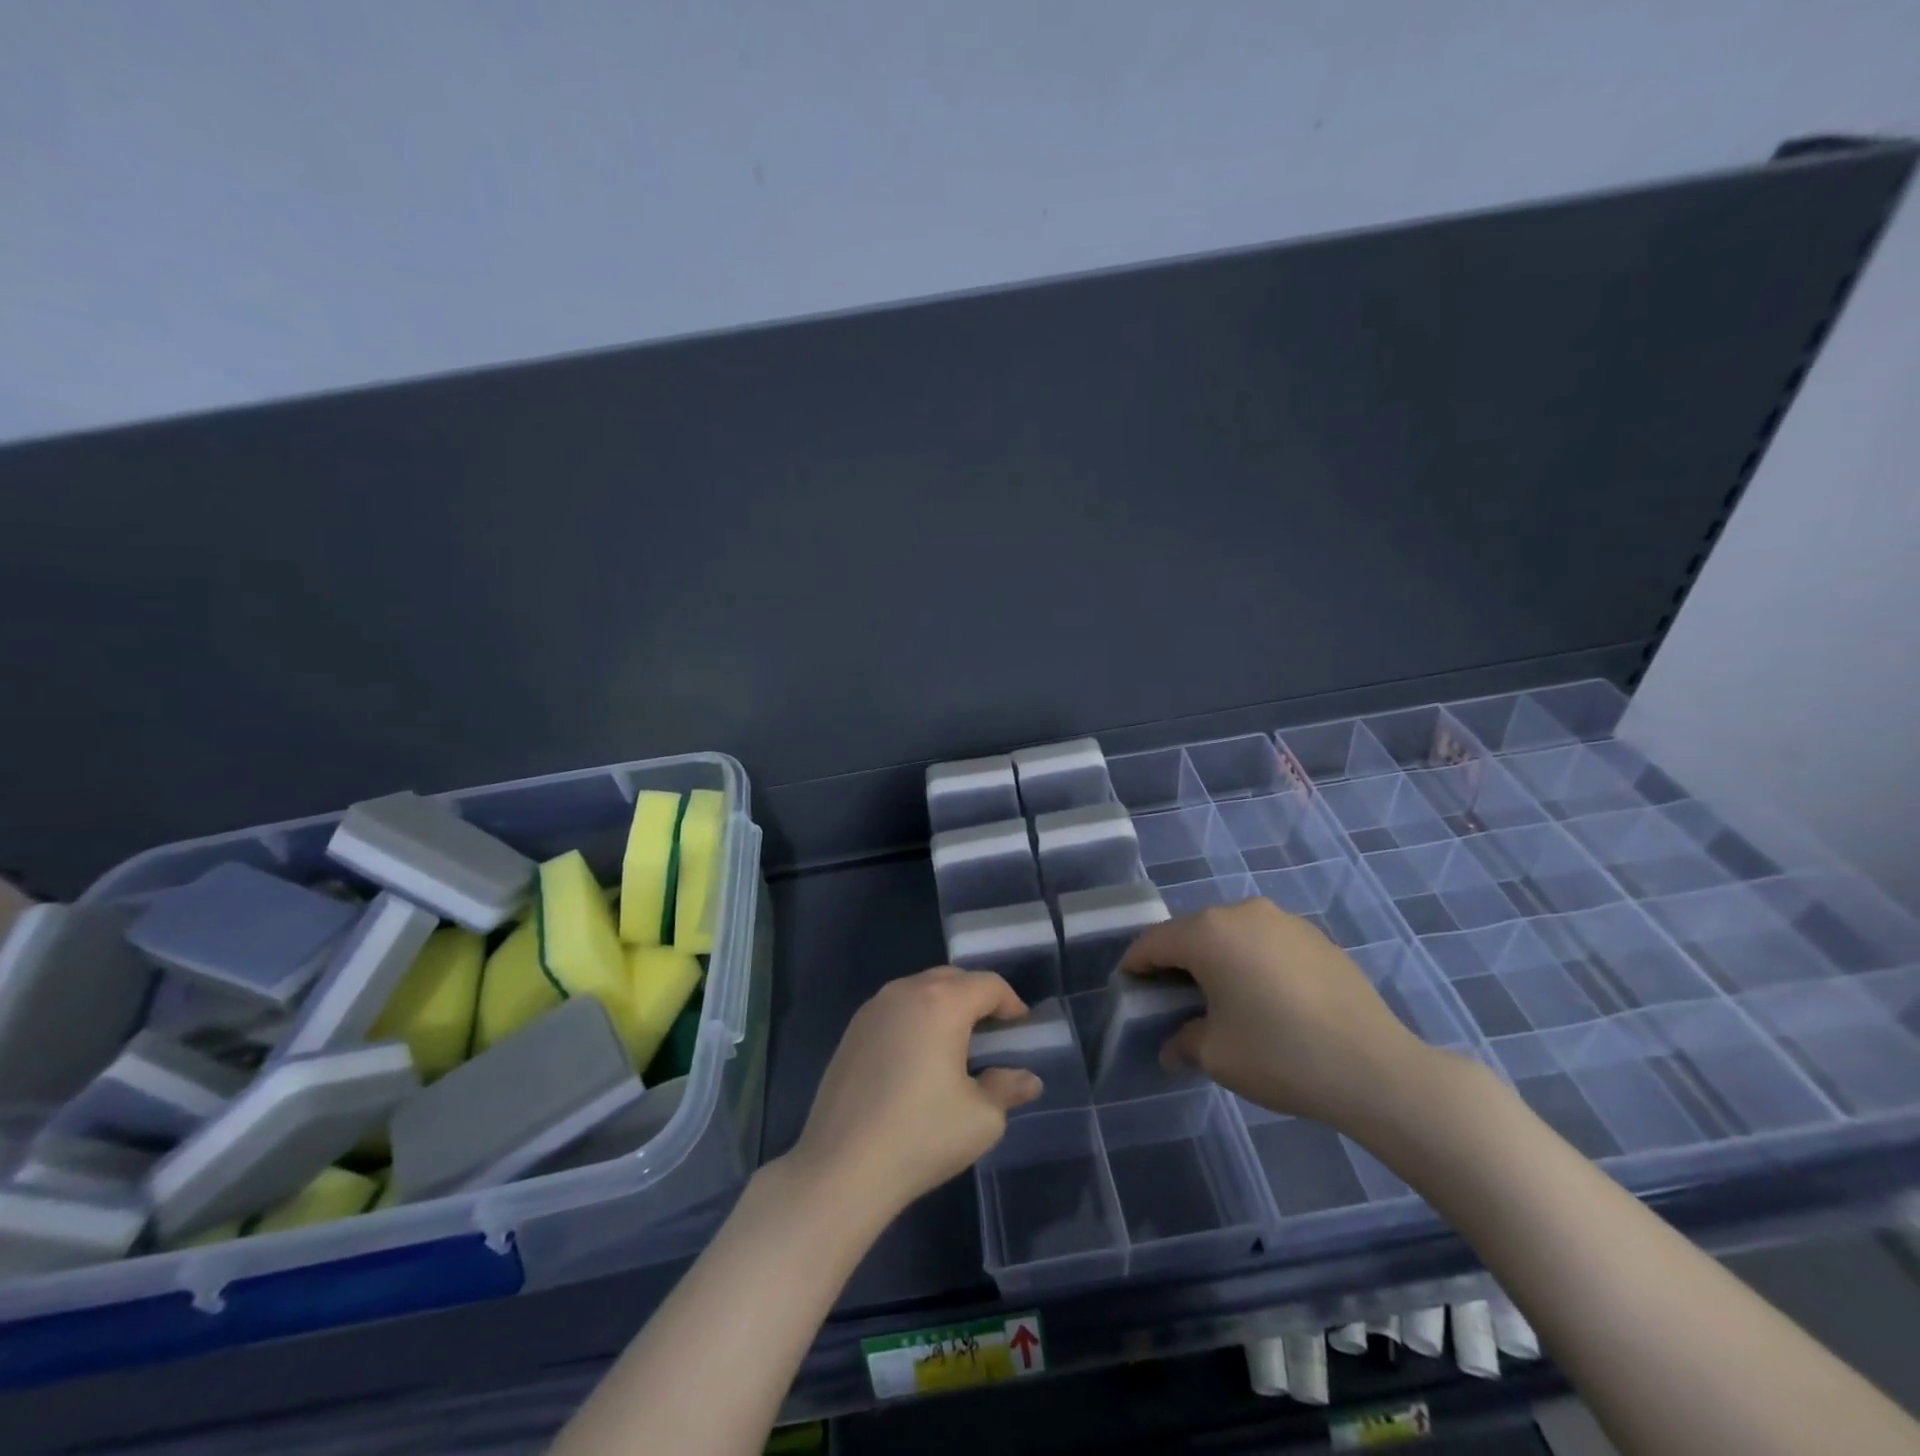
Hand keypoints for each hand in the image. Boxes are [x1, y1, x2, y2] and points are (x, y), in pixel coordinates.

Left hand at [787, 967, 1042, 1220]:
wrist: (842, 1167)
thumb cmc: (921, 1136)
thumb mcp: (982, 1118)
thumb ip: (1007, 1088)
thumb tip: (1027, 1079)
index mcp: (941, 1002)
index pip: (988, 984)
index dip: (1011, 1002)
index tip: (1021, 1028)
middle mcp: (905, 992)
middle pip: (952, 979)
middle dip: (977, 999)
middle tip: (994, 1034)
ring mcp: (873, 1008)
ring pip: (920, 990)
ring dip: (944, 1006)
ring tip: (958, 1045)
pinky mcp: (852, 1030)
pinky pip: (896, 1009)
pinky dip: (916, 1020)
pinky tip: (919, 1058)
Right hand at [1119, 898, 1442, 1136]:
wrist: (1376, 1069)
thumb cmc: (1280, 1055)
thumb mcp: (1216, 1055)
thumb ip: (1183, 1042)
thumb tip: (1173, 1046)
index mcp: (1209, 933)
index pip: (1154, 942)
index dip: (1135, 965)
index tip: (1128, 988)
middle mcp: (1242, 913)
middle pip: (1192, 932)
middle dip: (1176, 961)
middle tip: (1171, 997)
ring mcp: (1284, 921)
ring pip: (1231, 934)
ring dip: (1216, 959)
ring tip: (1220, 998)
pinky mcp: (1315, 937)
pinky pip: (1266, 942)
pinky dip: (1252, 961)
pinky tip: (1265, 998)